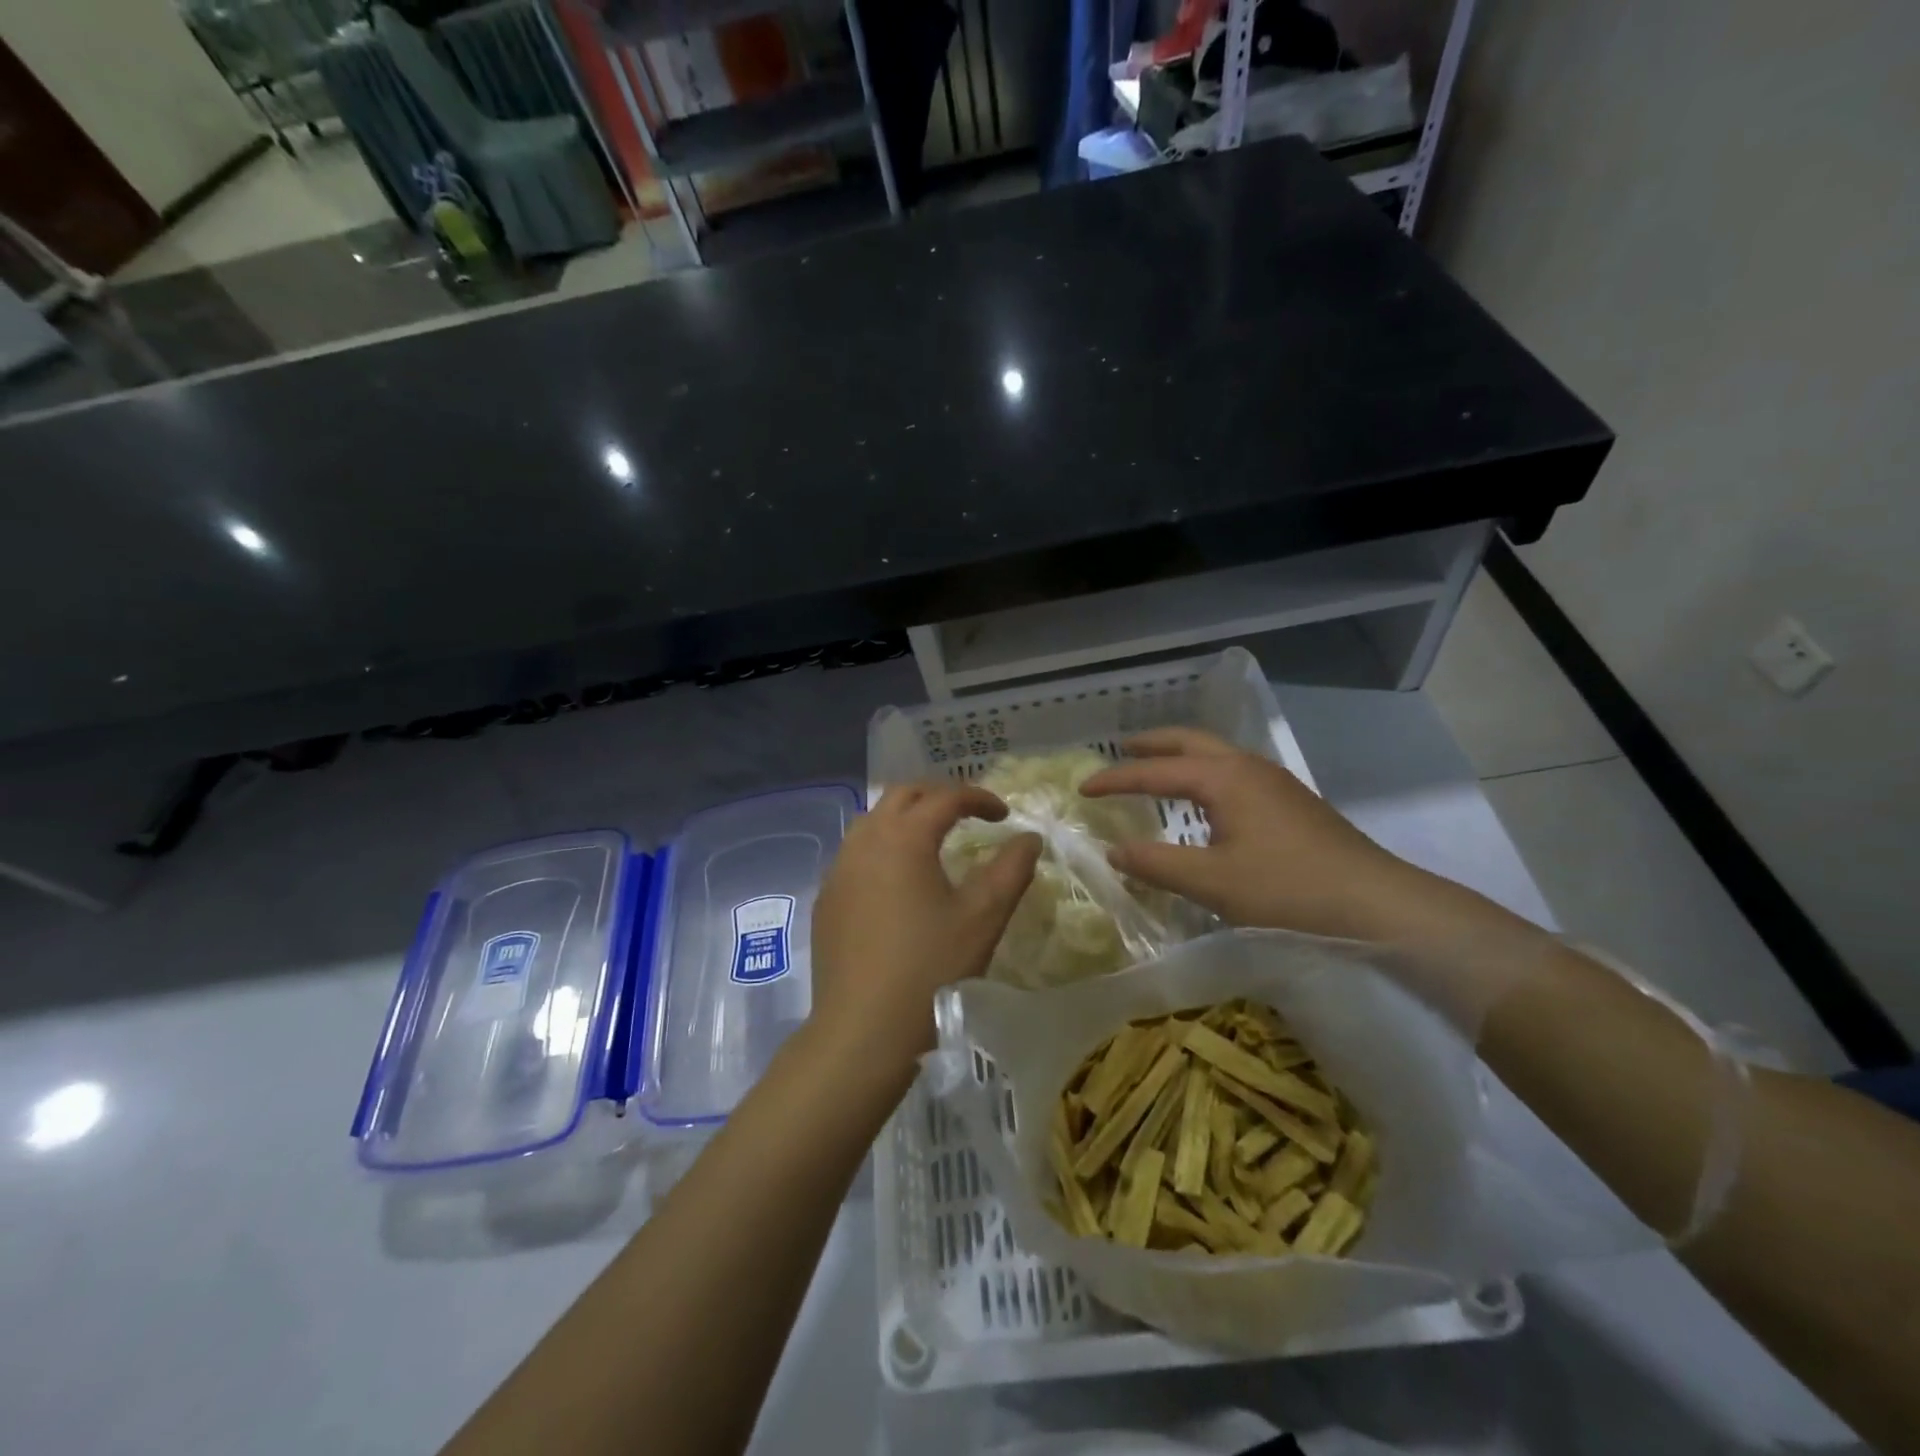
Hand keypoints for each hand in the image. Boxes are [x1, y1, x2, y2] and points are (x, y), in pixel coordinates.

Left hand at [810, 783, 1040, 1074]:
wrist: (863, 1030)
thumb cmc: (931, 970)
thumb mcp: (984, 918)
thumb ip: (1011, 869)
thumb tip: (1029, 838)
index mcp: (904, 837)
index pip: (945, 797)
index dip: (978, 798)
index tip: (1004, 815)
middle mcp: (865, 841)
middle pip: (901, 796)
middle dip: (938, 796)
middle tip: (967, 816)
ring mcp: (838, 870)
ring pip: (872, 821)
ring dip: (904, 819)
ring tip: (932, 841)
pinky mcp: (826, 899)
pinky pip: (855, 853)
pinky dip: (881, 848)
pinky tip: (897, 881)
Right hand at [1079, 728, 1450, 940]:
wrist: (1377, 903)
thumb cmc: (1287, 889)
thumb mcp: (1212, 882)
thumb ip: (1156, 864)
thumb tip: (1112, 850)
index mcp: (1224, 778)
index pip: (1155, 771)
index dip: (1115, 779)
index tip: (1083, 788)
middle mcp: (1248, 768)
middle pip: (1190, 742)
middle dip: (1152, 744)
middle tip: (1120, 749)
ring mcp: (1275, 783)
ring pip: (1216, 755)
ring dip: (1181, 756)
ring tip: (1156, 770)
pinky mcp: (1292, 803)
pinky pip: (1233, 773)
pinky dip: (1204, 774)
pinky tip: (1205, 802)